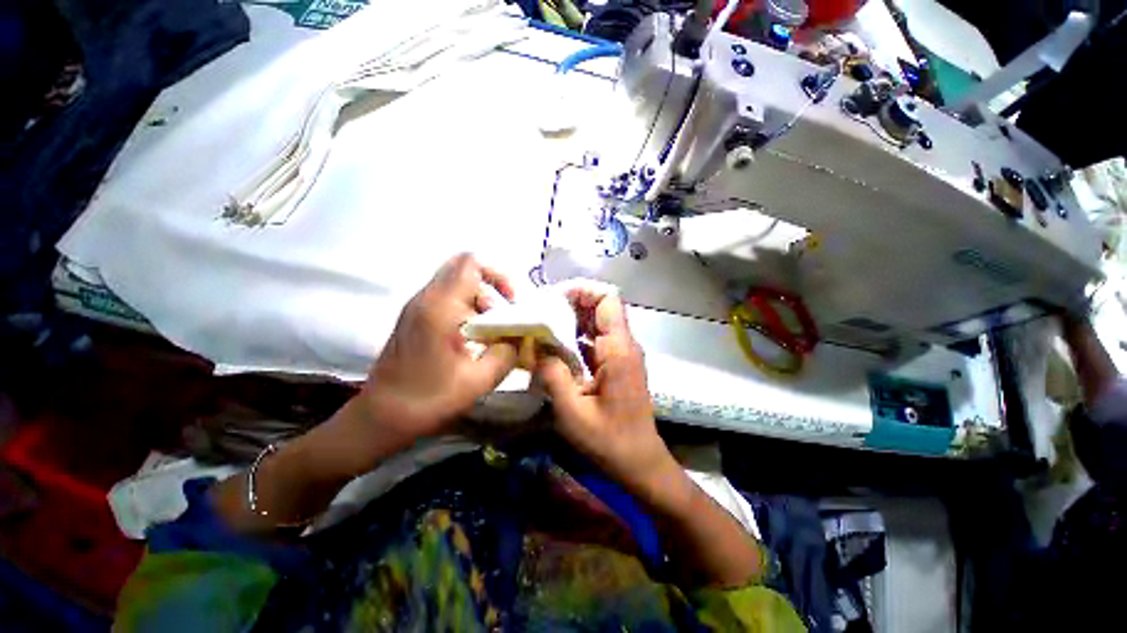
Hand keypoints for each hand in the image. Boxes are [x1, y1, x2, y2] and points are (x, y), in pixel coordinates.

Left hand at [353, 254, 518, 454]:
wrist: (380, 417)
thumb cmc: (429, 399)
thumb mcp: (479, 380)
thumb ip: (508, 353)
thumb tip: (520, 337)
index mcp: (440, 307)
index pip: (470, 263)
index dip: (498, 275)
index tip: (510, 303)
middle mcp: (425, 298)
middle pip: (463, 268)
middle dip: (490, 286)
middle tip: (501, 315)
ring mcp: (416, 307)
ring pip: (455, 284)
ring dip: (478, 300)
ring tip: (489, 332)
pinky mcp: (413, 318)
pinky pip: (445, 298)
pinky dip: (465, 308)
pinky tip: (472, 337)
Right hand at [536, 284, 677, 495]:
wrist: (640, 463)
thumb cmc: (610, 441)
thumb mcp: (573, 412)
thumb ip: (553, 375)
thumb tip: (536, 347)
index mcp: (619, 350)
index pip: (607, 299)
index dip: (582, 291)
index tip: (553, 299)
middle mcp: (624, 345)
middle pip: (600, 307)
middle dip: (570, 304)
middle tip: (539, 313)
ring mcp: (621, 355)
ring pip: (596, 323)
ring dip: (570, 321)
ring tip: (541, 327)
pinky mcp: (617, 365)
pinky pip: (595, 341)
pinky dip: (575, 338)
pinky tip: (554, 348)